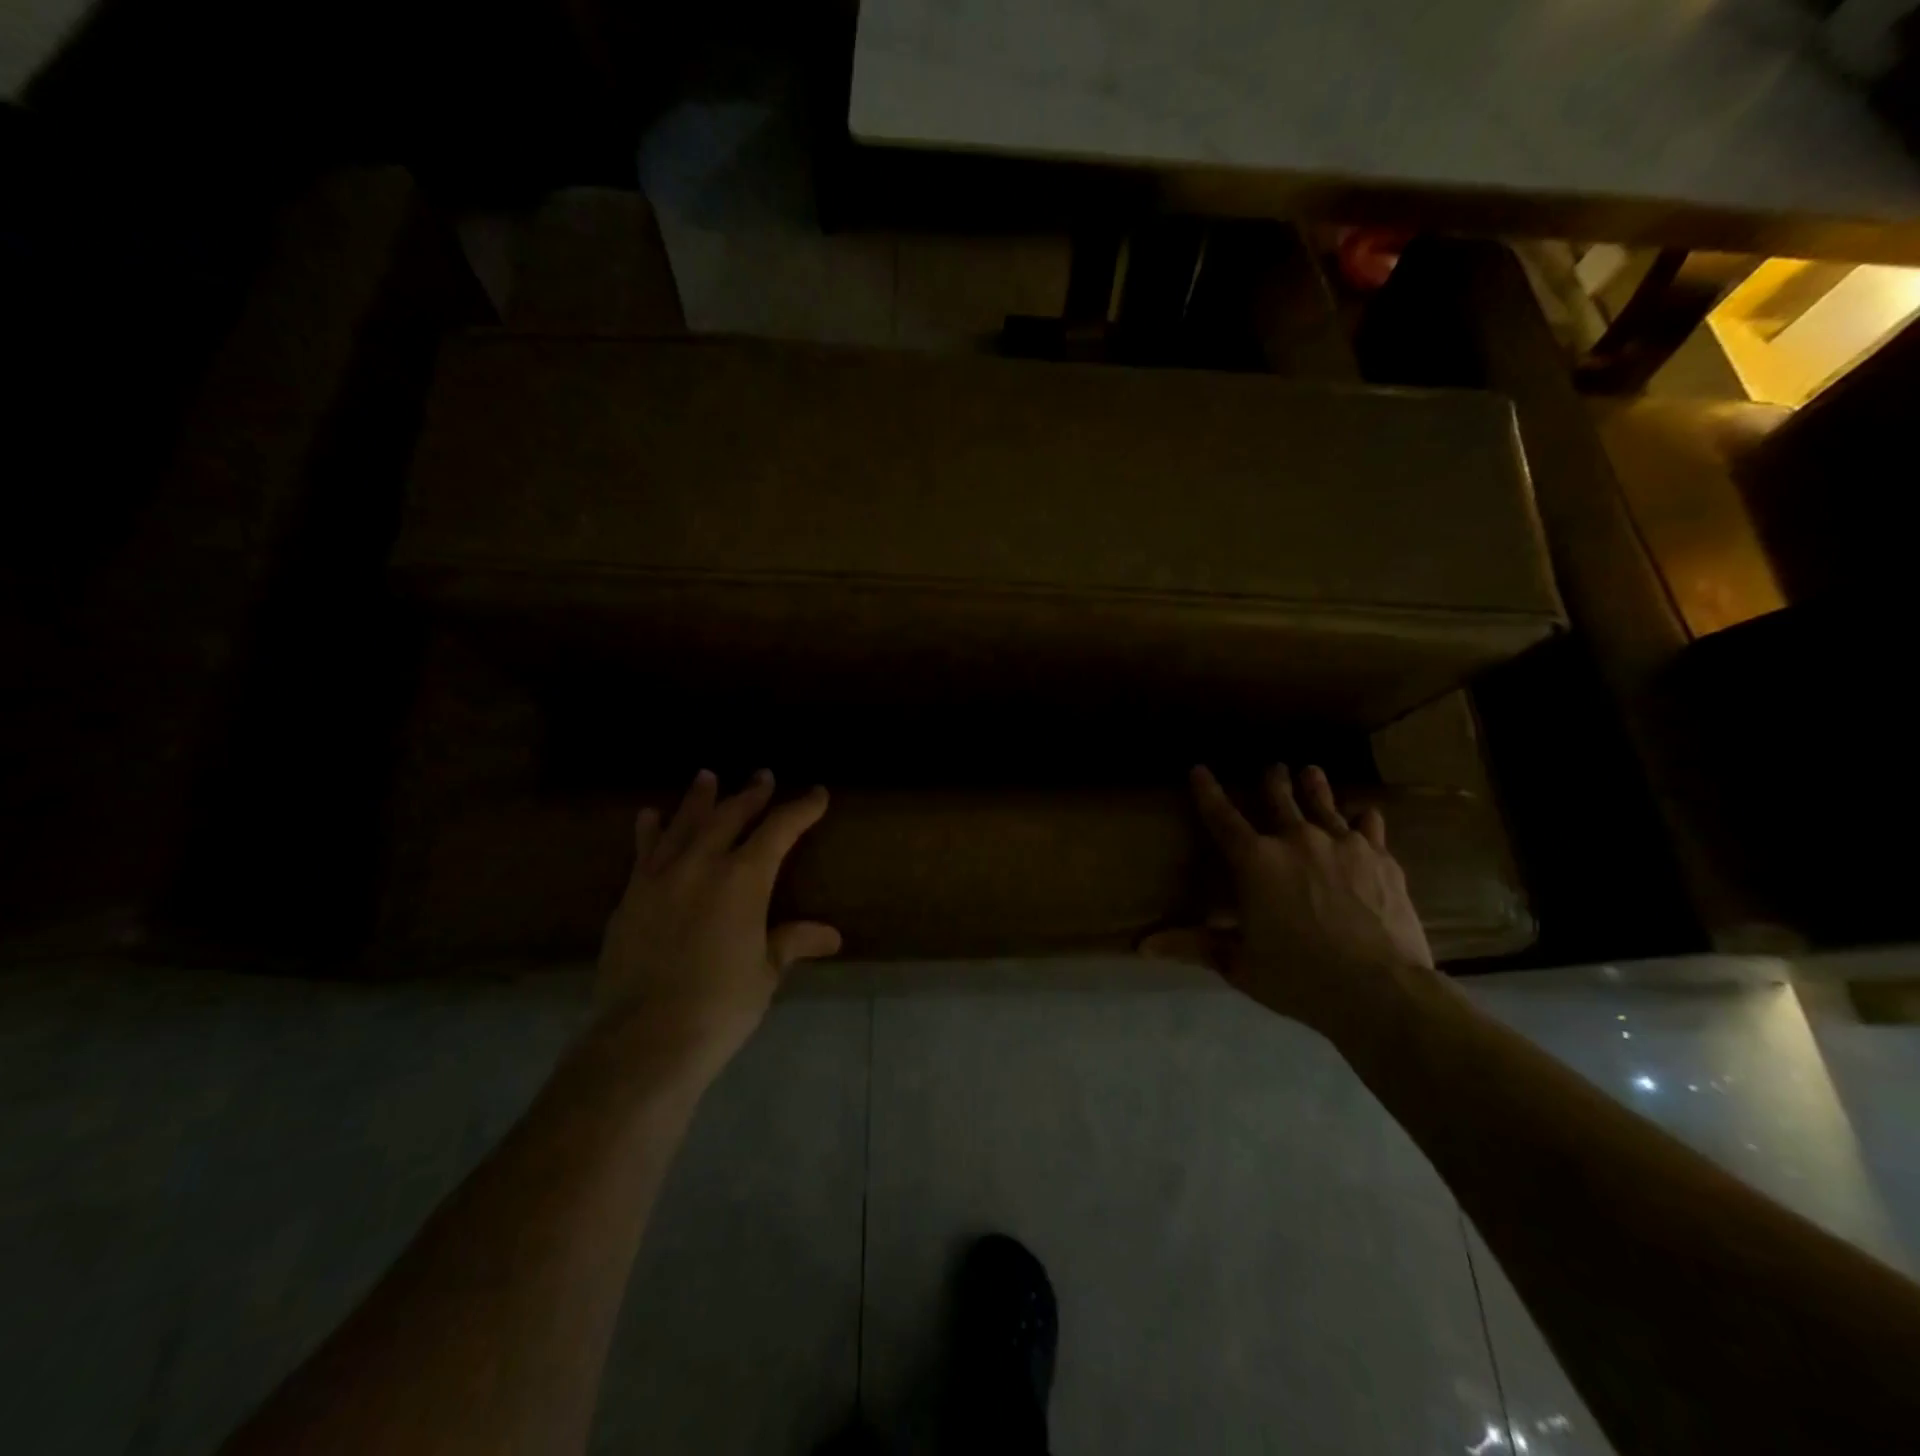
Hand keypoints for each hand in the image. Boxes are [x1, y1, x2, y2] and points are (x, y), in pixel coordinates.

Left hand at [595, 770, 840, 1074]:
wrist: (644, 1038)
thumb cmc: (720, 1005)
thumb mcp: (765, 972)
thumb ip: (792, 942)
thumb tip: (831, 936)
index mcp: (743, 879)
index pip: (779, 830)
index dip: (801, 809)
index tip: (816, 794)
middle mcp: (701, 864)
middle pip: (730, 816)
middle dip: (750, 794)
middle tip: (762, 777)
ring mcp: (660, 877)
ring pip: (683, 824)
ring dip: (698, 799)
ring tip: (706, 777)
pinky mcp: (630, 897)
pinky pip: (643, 852)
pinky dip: (650, 830)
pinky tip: (650, 816)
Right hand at [1169, 763, 1434, 1037]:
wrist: (1381, 990)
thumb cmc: (1299, 977)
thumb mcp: (1239, 964)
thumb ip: (1194, 946)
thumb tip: (1143, 945)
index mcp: (1255, 861)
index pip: (1221, 817)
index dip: (1207, 791)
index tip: (1199, 769)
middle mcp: (1296, 840)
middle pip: (1279, 799)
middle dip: (1272, 780)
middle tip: (1272, 767)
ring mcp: (1343, 845)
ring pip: (1324, 803)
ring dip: (1314, 787)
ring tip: (1311, 772)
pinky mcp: (1381, 858)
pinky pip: (1369, 827)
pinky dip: (1363, 819)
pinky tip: (1365, 815)